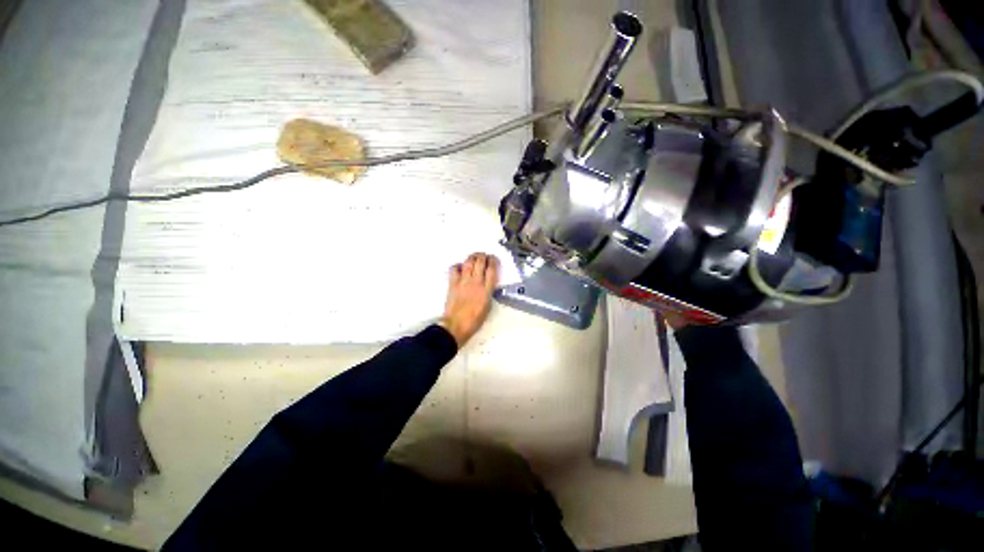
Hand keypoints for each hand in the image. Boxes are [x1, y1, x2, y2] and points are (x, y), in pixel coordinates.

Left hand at [440, 253, 498, 346]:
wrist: (456, 325)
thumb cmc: (474, 320)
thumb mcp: (488, 307)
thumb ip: (489, 293)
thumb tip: (488, 284)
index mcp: (486, 290)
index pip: (492, 270)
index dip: (493, 261)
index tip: (494, 259)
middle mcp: (475, 283)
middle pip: (480, 262)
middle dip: (483, 256)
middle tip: (484, 256)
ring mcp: (463, 282)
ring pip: (468, 263)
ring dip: (472, 257)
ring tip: (474, 257)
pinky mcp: (453, 284)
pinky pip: (454, 269)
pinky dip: (457, 266)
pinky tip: (460, 267)